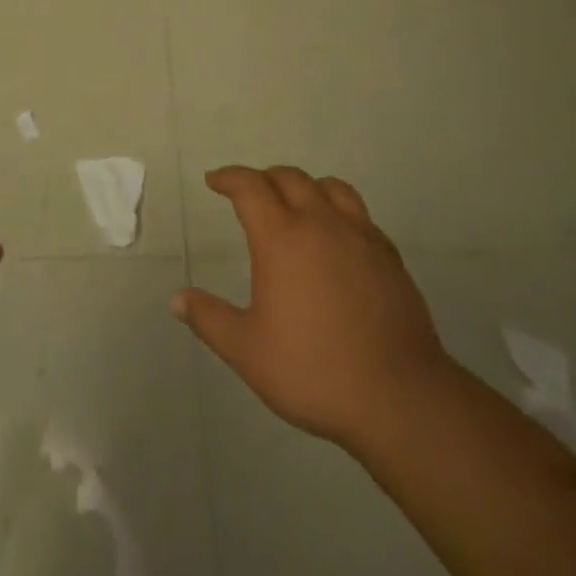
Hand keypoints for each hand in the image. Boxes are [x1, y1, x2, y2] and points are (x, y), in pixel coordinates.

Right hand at [172, 166, 449, 451]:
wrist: (399, 397)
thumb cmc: (314, 371)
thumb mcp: (248, 352)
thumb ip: (210, 320)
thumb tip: (176, 299)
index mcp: (281, 237)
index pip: (250, 187)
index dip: (229, 177)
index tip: (214, 181)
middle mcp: (320, 223)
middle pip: (289, 178)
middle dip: (264, 178)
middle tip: (249, 192)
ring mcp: (359, 236)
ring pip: (330, 187)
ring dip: (305, 186)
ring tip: (295, 203)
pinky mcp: (389, 256)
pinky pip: (358, 214)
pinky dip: (338, 211)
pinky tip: (336, 238)